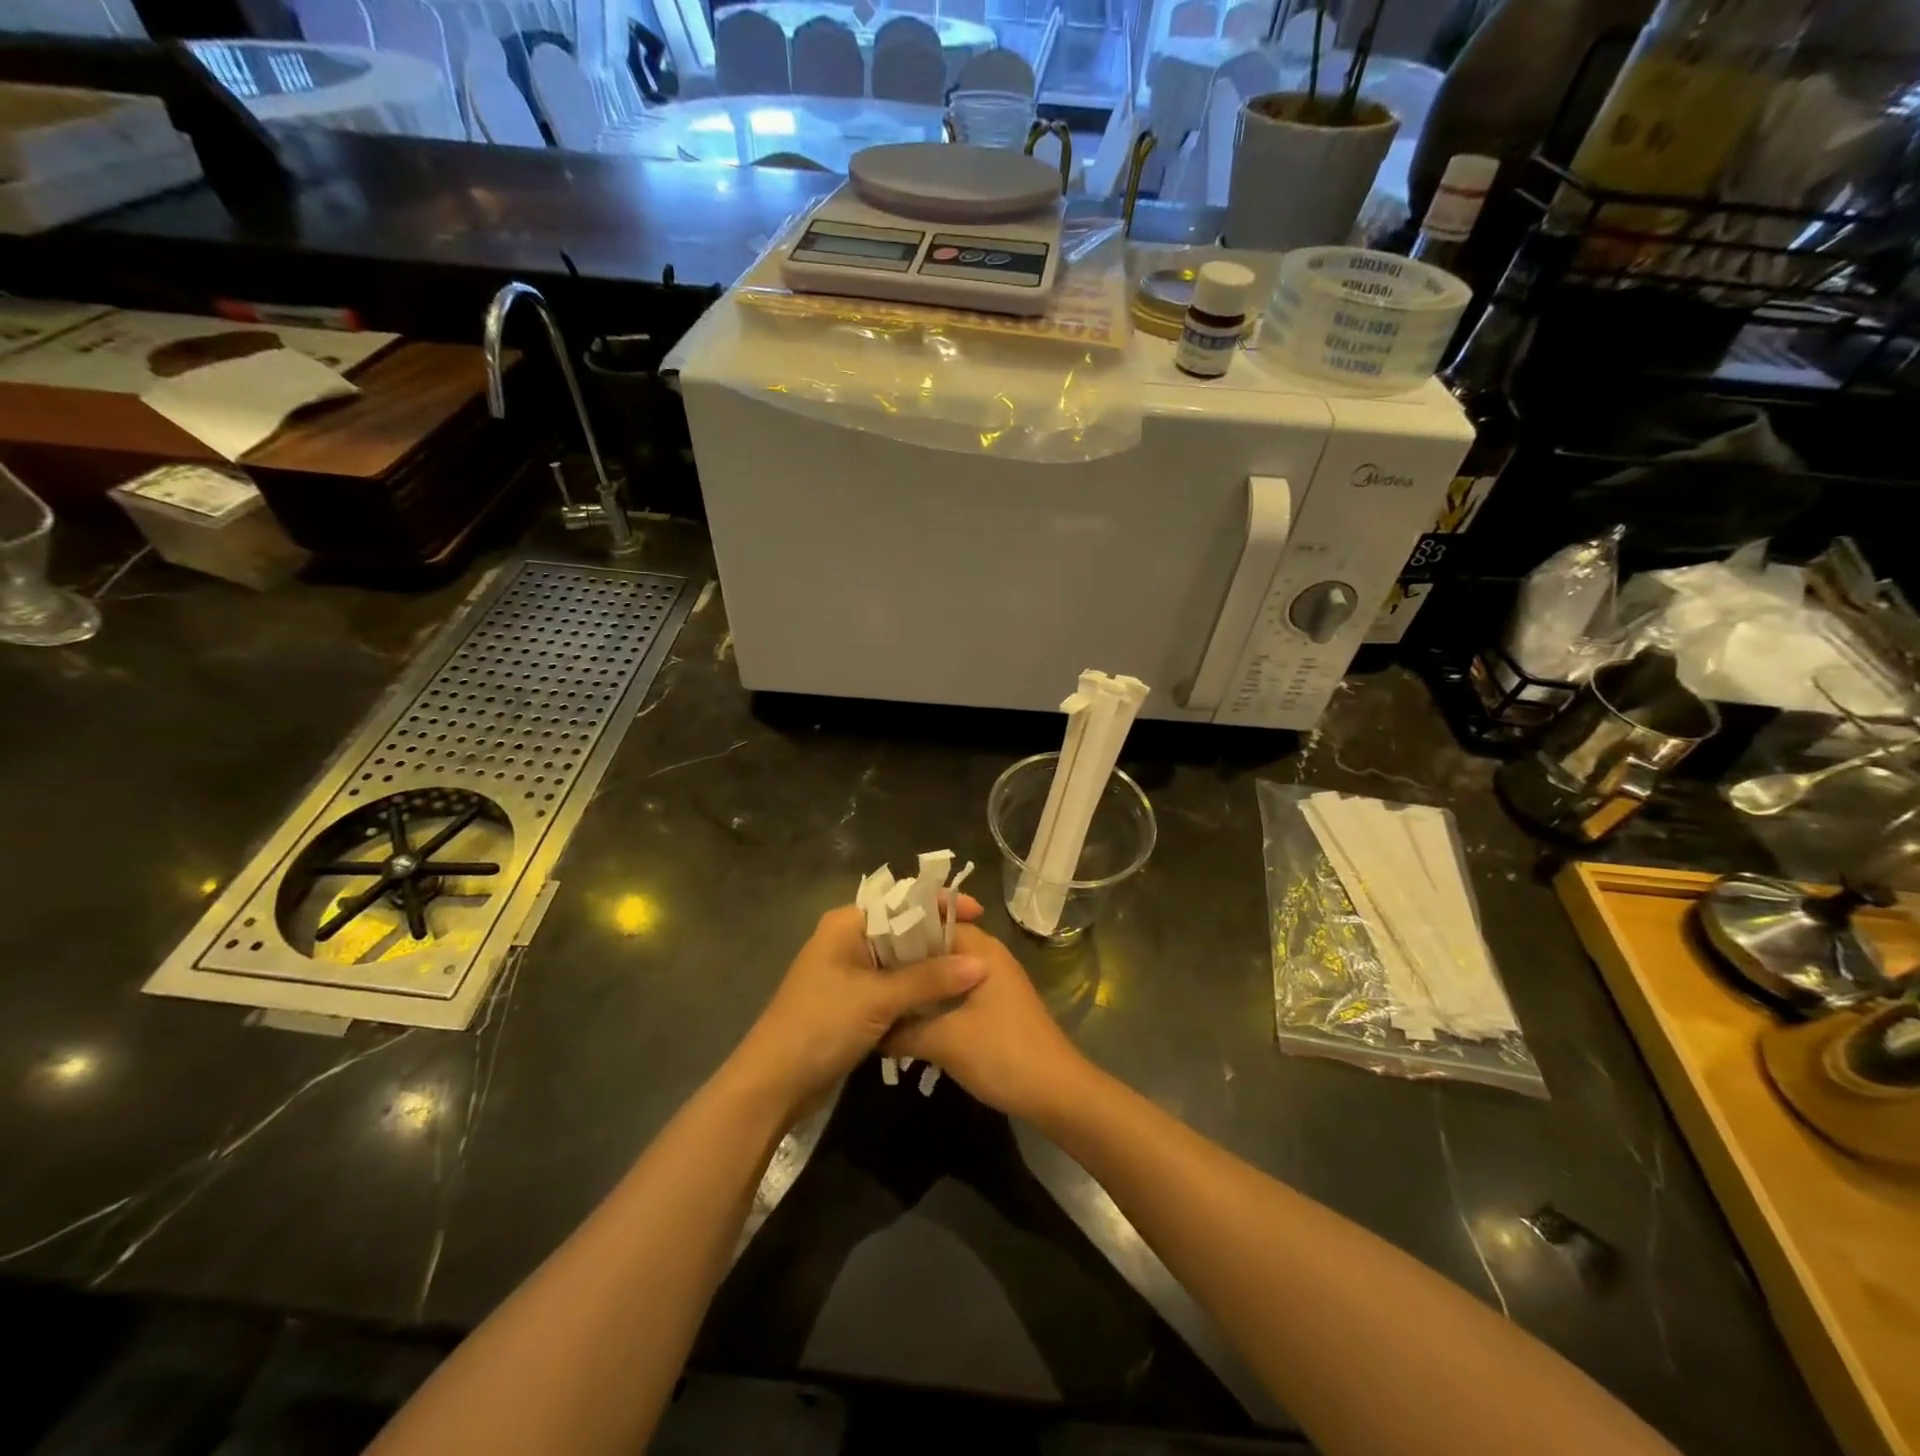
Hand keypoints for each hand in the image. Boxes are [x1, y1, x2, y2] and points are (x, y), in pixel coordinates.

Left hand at [730, 895, 988, 1118]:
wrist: (774, 1084)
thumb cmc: (821, 1025)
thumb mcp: (878, 998)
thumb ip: (930, 979)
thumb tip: (981, 964)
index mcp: (847, 924)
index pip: (901, 901)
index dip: (939, 904)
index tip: (979, 914)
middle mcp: (848, 940)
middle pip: (903, 930)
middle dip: (939, 938)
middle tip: (981, 947)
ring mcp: (849, 973)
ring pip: (900, 961)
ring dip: (931, 968)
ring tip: (972, 972)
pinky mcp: (853, 1002)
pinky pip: (893, 987)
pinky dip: (917, 991)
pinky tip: (946, 999)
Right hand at [884, 923, 1093, 1122]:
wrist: (1056, 1094)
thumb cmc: (1002, 1054)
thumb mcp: (944, 1041)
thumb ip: (902, 1030)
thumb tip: (869, 1029)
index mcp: (981, 949)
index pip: (932, 922)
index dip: (899, 931)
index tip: (866, 947)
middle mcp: (988, 957)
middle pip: (938, 946)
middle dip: (905, 960)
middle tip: (868, 975)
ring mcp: (994, 982)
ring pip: (946, 972)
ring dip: (919, 983)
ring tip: (882, 996)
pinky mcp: (995, 1007)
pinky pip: (956, 992)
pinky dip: (933, 1000)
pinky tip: (909, 1019)